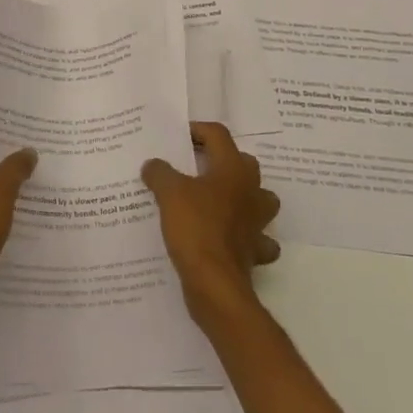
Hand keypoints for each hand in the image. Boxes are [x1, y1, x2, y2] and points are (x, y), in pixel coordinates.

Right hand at [142, 122, 280, 327]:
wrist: (214, 283)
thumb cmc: (194, 227)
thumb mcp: (168, 192)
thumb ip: (160, 172)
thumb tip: (154, 165)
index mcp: (233, 169)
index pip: (218, 135)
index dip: (198, 130)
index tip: (177, 137)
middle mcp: (252, 191)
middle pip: (243, 163)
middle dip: (222, 161)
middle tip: (194, 166)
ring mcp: (258, 222)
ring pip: (259, 199)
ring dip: (241, 197)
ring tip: (216, 200)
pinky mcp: (255, 251)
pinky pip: (255, 239)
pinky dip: (244, 238)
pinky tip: (227, 239)